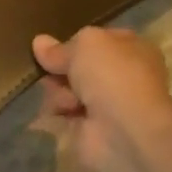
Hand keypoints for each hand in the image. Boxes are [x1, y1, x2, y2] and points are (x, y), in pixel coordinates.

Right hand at [31, 27, 171, 169]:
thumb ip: (60, 47)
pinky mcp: (91, 128)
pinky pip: (64, 113)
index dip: (74, 41)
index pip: (98, 39)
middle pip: (78, 65)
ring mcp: (107, 104)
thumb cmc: (112, 76)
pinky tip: (58, 112)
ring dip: (59, 91)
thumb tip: (39, 43)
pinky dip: (57, 112)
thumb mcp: (84, 44)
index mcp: (132, 49)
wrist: (124, 131)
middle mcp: (122, 75)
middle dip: (61, 68)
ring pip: (68, 88)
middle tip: (49, 70)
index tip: (52, 45)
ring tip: (64, 98)